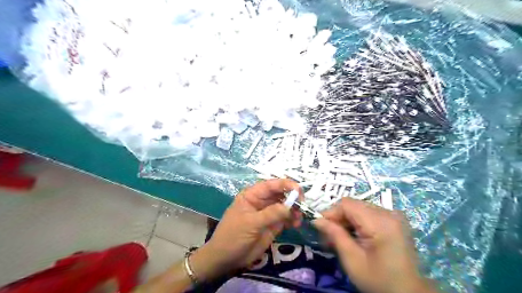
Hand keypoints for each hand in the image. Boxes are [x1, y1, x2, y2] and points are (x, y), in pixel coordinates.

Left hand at [191, 179, 301, 280]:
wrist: (226, 259)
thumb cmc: (233, 236)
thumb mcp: (251, 223)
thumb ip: (271, 214)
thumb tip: (290, 206)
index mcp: (252, 195)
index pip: (271, 185)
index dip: (285, 185)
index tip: (299, 190)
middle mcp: (262, 201)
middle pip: (281, 194)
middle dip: (293, 198)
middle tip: (303, 205)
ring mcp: (268, 213)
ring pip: (285, 206)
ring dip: (295, 210)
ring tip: (299, 218)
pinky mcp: (273, 225)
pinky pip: (286, 218)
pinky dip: (293, 219)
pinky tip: (296, 224)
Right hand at [311, 197, 436, 292]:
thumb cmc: (379, 280)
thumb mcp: (352, 260)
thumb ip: (335, 235)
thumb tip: (317, 220)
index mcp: (380, 222)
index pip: (347, 204)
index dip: (331, 212)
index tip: (321, 227)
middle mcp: (389, 212)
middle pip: (353, 205)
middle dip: (338, 218)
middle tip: (329, 236)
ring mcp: (393, 215)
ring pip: (359, 208)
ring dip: (346, 220)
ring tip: (340, 238)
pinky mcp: (394, 220)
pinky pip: (368, 213)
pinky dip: (357, 222)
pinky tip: (354, 236)